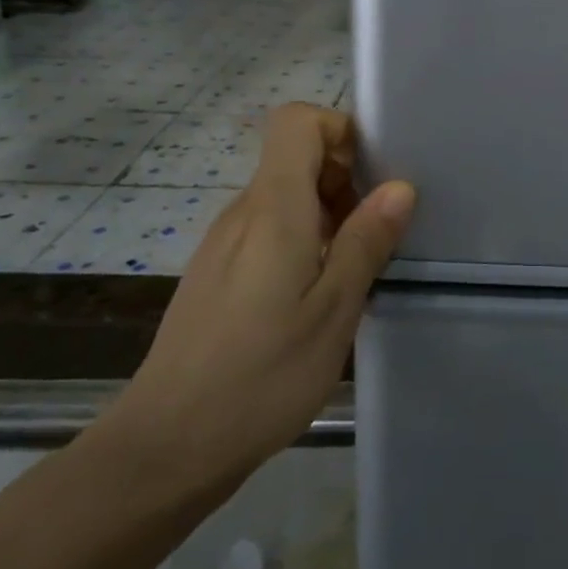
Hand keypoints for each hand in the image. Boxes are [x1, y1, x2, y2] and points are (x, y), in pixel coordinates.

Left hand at [107, 104, 414, 493]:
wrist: (167, 446)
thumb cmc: (261, 375)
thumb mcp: (333, 309)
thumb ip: (367, 241)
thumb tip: (400, 187)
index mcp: (273, 209)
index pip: (296, 122)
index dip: (341, 130)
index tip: (374, 175)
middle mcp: (243, 213)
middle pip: (296, 158)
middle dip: (346, 179)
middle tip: (377, 233)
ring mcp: (224, 244)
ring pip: (285, 197)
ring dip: (330, 214)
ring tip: (355, 270)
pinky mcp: (218, 274)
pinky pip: (269, 231)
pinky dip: (305, 242)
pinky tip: (318, 296)